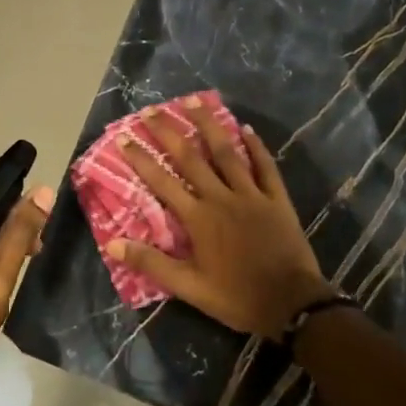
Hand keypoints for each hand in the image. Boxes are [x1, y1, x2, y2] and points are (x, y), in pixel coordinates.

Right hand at [108, 96, 335, 338]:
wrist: (292, 304)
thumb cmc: (237, 297)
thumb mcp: (189, 287)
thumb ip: (151, 263)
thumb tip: (113, 243)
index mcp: (198, 218)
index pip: (162, 182)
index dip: (141, 159)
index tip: (124, 137)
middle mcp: (221, 197)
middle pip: (190, 157)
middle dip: (168, 132)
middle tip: (151, 110)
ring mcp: (252, 194)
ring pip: (227, 152)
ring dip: (208, 125)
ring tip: (193, 101)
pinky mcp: (277, 199)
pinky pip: (265, 166)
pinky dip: (256, 146)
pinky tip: (246, 128)